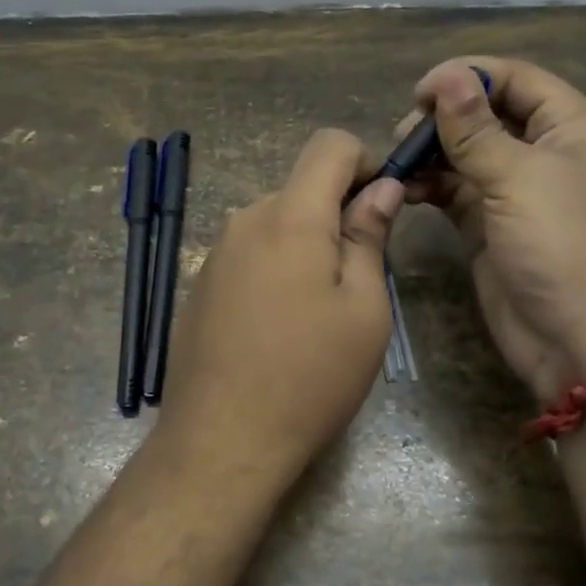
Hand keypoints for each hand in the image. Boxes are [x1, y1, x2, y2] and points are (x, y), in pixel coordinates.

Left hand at [156, 130, 403, 483]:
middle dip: (338, 213)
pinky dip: (277, 266)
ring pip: (276, 222)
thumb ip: (369, 237)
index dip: (365, 160)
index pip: (328, 145)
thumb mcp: (363, 309)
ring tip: (320, 310)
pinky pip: (251, 252)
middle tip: (360, 277)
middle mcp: (245, 220)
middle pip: (302, 187)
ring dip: (307, 244)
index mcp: (289, 216)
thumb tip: (380, 188)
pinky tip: (280, 325)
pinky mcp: (201, 283)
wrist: (221, 440)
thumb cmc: (309, 376)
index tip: (383, 204)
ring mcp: (216, 252)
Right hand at [405, 58, 585, 402]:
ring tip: (399, 164)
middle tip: (403, 136)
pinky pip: (456, 193)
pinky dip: (431, 187)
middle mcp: (546, 153)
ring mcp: (518, 193)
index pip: (515, 79)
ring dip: (431, 154)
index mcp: (572, 127)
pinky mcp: (492, 227)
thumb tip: (445, 76)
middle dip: (443, 119)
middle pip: (487, 114)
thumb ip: (475, 129)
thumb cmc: (565, 247)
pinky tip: (406, 191)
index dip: (467, 76)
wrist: (585, 344)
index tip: (417, 93)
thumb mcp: (519, 179)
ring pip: (467, 154)